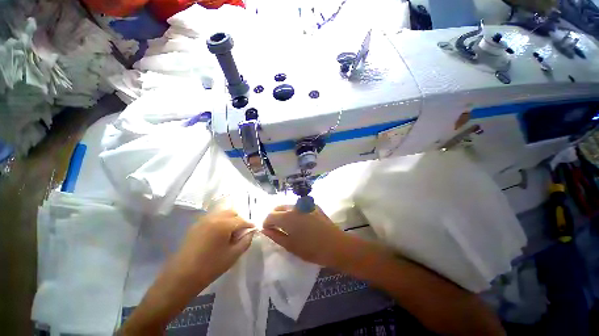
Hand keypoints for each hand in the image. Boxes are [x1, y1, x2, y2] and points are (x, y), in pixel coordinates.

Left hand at [175, 210, 255, 284]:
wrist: (181, 277)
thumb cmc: (210, 267)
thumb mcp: (233, 255)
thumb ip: (246, 241)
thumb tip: (251, 232)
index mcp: (224, 224)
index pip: (242, 220)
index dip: (249, 225)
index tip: (254, 230)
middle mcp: (214, 218)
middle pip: (232, 212)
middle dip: (239, 220)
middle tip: (241, 231)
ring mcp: (203, 220)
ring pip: (222, 213)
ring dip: (229, 219)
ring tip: (230, 232)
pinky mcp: (196, 225)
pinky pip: (212, 218)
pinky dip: (219, 221)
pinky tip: (218, 234)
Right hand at [262, 205, 348, 266]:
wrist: (335, 245)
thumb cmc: (311, 249)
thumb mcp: (290, 245)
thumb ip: (275, 235)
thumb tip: (265, 229)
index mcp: (287, 216)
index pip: (270, 215)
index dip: (266, 223)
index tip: (267, 230)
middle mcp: (295, 206)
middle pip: (278, 207)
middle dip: (274, 216)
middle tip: (276, 227)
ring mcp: (305, 204)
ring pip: (289, 206)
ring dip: (284, 213)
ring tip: (288, 225)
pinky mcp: (313, 205)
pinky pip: (299, 206)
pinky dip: (295, 212)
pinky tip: (300, 221)